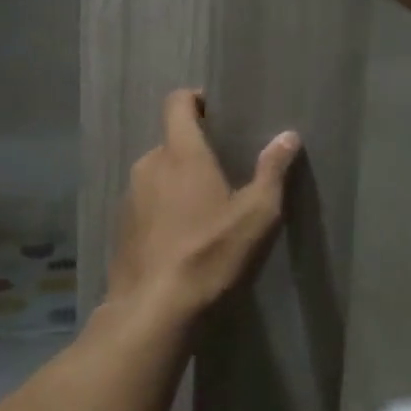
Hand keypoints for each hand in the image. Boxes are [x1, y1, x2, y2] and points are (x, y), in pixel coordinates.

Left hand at [104, 89, 299, 321]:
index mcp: (181, 153)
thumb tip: (288, 136)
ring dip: (178, 180)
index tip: (216, 111)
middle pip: (171, 141)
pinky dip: (163, 207)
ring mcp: (130, 197)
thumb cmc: (211, 253)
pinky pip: (146, 202)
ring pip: (157, 173)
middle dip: (194, 149)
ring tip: (204, 207)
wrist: (154, 310)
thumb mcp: (257, 214)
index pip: (177, 103)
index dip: (195, 99)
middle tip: (223, 170)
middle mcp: (149, 165)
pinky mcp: (121, 227)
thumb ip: (272, 171)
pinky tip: (182, 236)